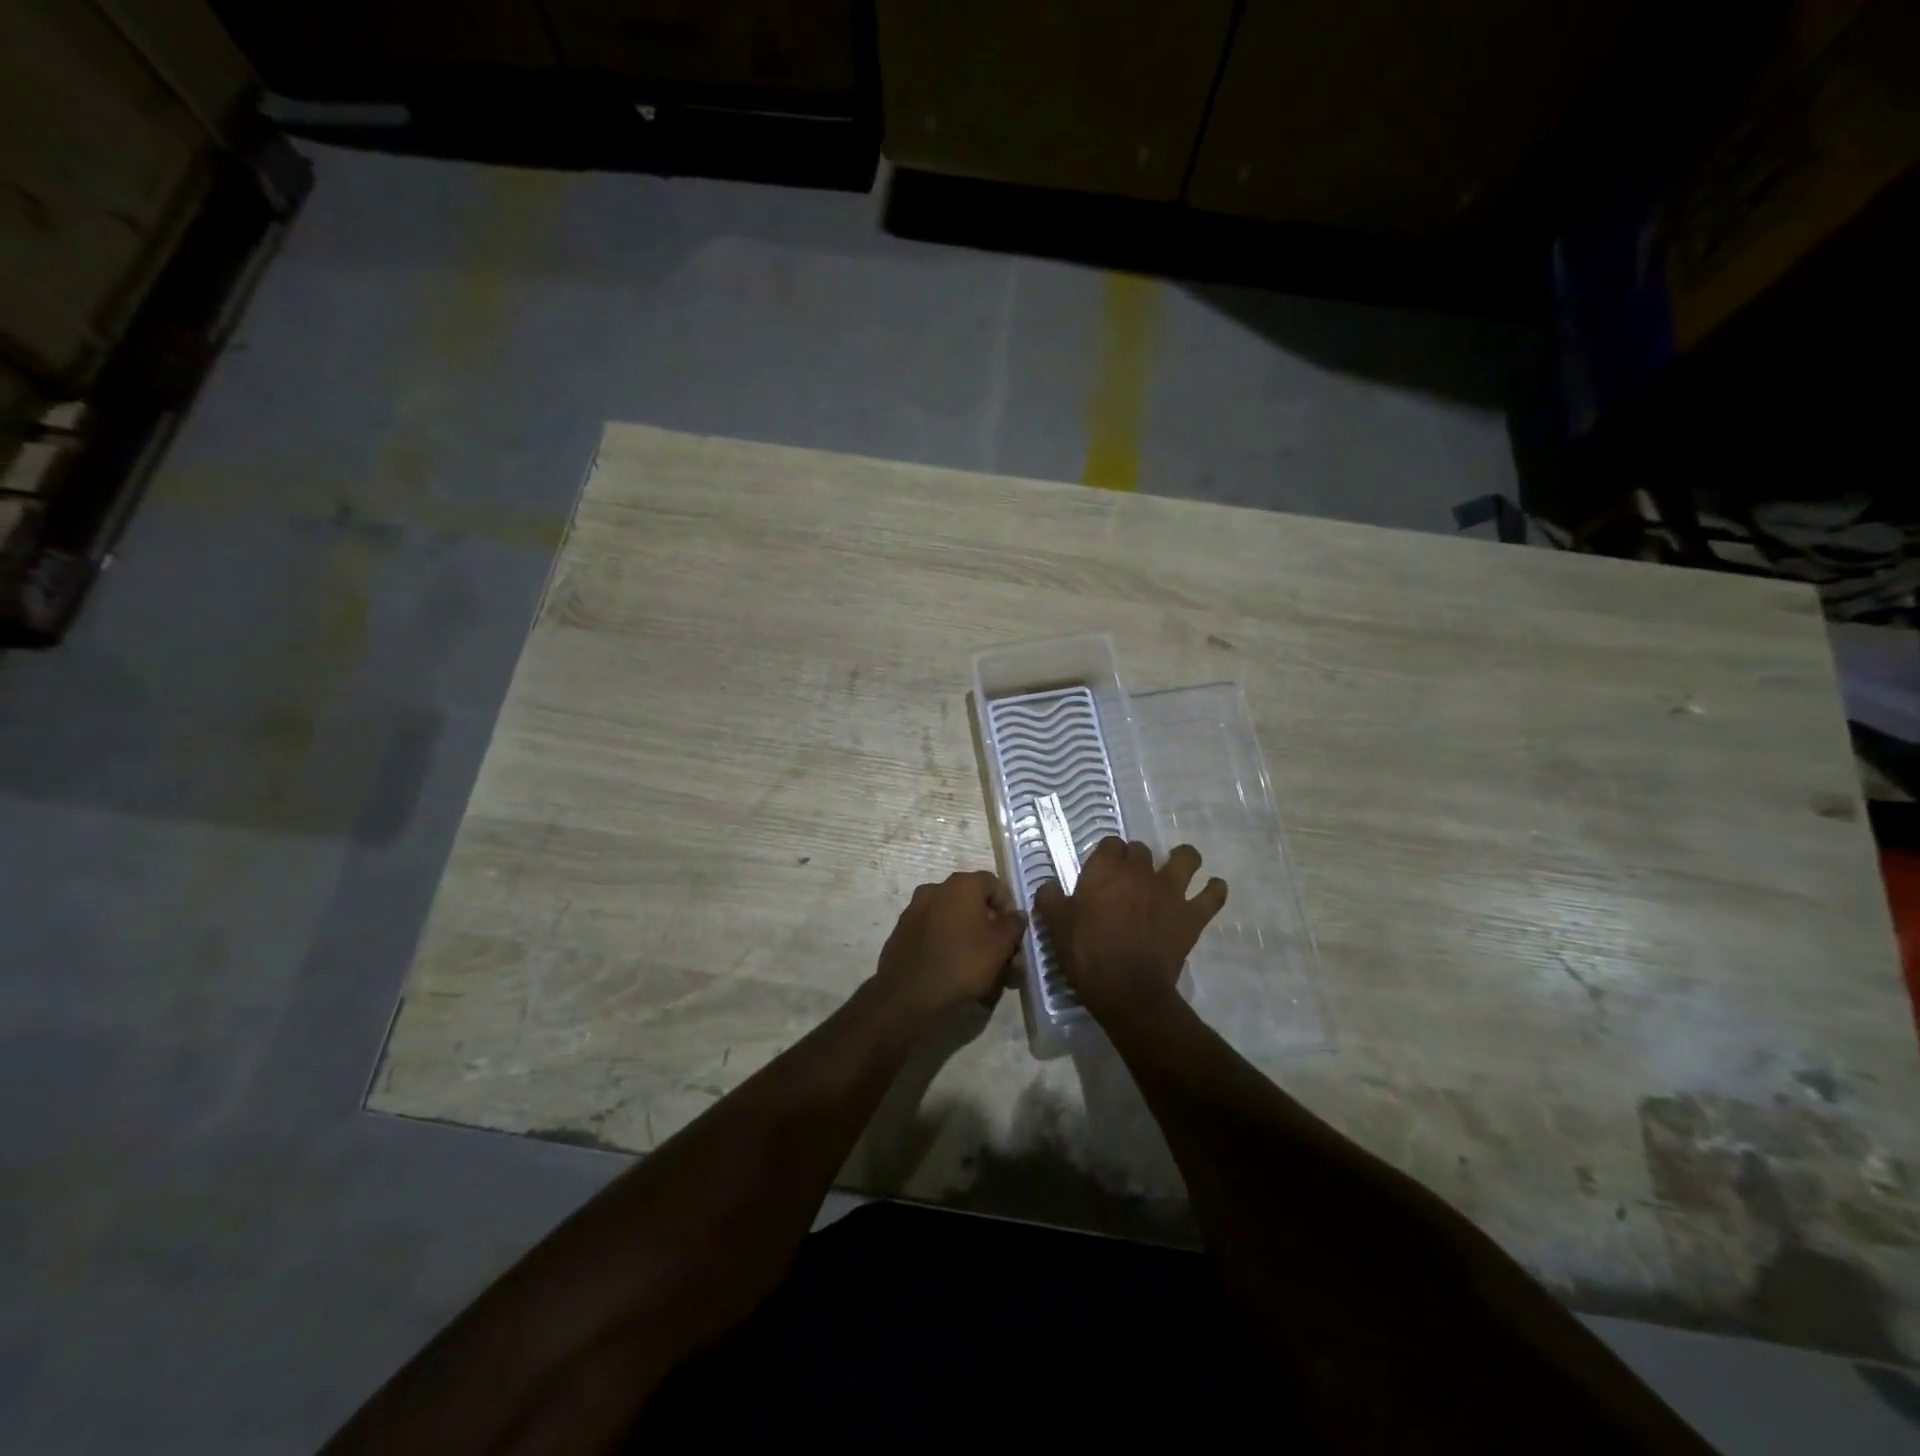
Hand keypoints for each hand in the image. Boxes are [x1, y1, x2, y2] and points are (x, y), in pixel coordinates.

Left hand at [874, 870, 1026, 1015]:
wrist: (907, 995)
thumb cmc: (962, 963)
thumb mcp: (1000, 945)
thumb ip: (1013, 925)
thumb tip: (1017, 914)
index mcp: (960, 885)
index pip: (994, 883)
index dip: (1009, 906)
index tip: (1015, 934)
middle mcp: (935, 889)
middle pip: (974, 903)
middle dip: (992, 929)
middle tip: (1005, 959)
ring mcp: (915, 910)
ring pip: (954, 920)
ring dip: (973, 939)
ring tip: (985, 972)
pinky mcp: (903, 933)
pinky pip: (935, 933)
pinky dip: (950, 945)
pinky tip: (958, 971)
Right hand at [1033, 838, 1226, 1021]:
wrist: (1127, 989)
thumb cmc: (1086, 954)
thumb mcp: (1055, 926)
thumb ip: (1049, 898)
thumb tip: (1048, 885)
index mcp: (1105, 871)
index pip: (1110, 843)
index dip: (1107, 853)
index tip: (1102, 869)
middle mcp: (1140, 872)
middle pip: (1142, 849)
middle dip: (1136, 858)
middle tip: (1129, 878)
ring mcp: (1171, 891)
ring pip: (1186, 858)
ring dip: (1184, 859)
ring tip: (1178, 868)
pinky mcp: (1192, 915)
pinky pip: (1213, 895)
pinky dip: (1214, 890)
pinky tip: (1211, 891)